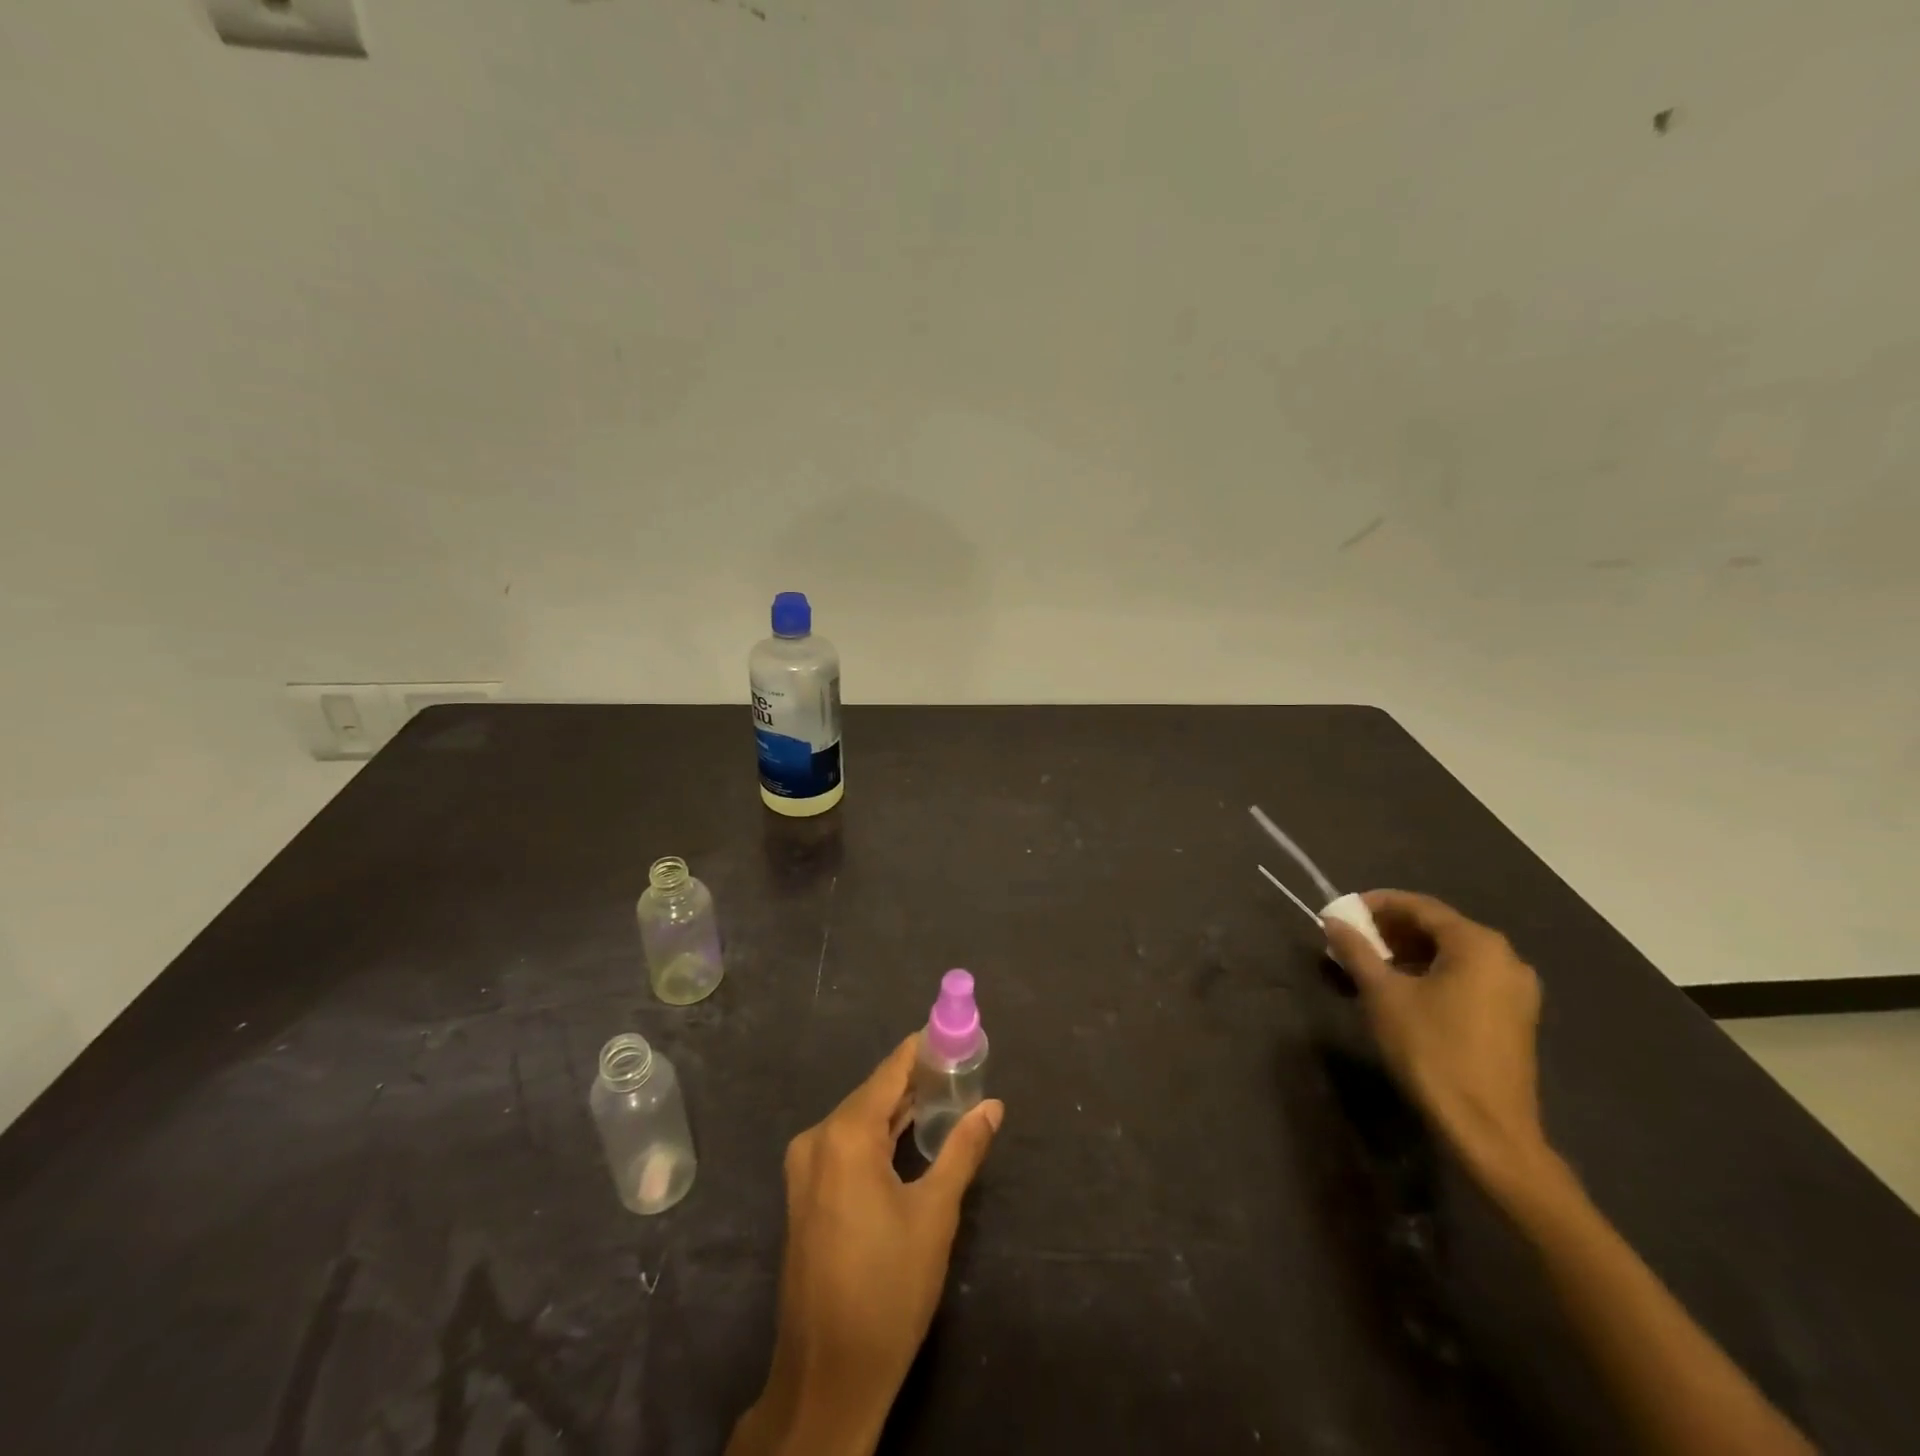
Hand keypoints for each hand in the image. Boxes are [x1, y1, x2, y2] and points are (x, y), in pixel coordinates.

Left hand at [727, 1035, 1003, 1455]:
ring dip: (899, 1108)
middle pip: (875, 1092)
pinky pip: (847, 1144)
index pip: (891, 1070)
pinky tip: (910, 1134)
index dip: (923, 1048)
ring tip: (946, 1094)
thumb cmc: (887, 1289)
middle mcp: (818, 1139)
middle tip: (962, 1067)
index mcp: (845, 1135)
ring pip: (860, 1119)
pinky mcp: (805, 1192)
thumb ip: (963, 1150)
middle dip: (917, 1079)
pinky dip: (879, 1134)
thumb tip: (992, 1105)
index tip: (956, 1032)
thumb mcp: (935, 1215)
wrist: (827, 1376)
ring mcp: (805, 1167)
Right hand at [1324, 891, 1546, 1189]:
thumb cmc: (1431, 1051)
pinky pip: (1466, 977)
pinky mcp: (1514, 1017)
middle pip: (1438, 928)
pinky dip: (1431, 973)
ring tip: (1369, 964)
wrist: (1487, 1129)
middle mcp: (1505, 957)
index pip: (1419, 906)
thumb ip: (1356, 951)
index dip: (1376, 904)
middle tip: (1351, 939)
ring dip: (1408, 953)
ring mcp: (1515, 989)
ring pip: (1452, 954)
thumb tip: (1332, 921)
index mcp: (1477, 944)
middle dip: (1391, 930)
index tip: (1341, 912)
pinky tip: (1402, 990)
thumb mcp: (1382, 995)